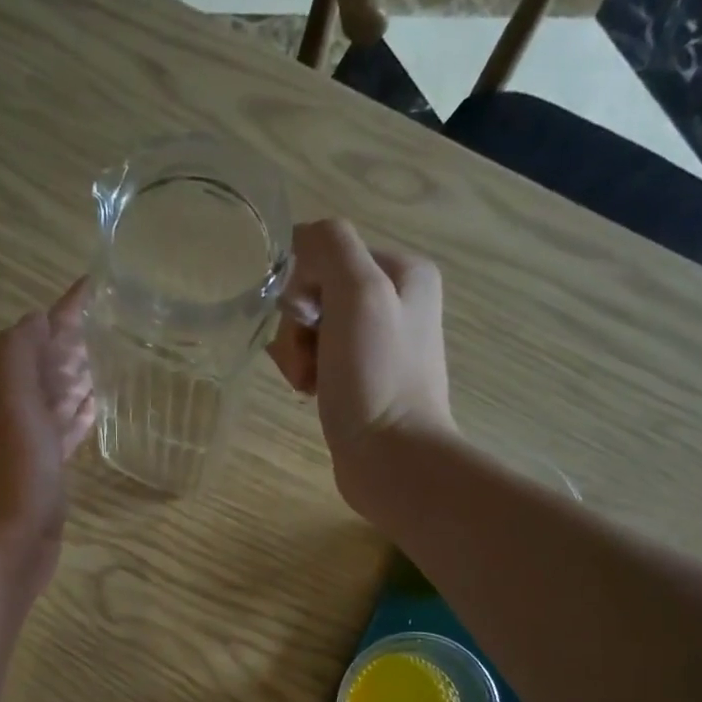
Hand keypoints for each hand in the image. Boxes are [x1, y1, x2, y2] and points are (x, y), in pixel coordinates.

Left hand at [0, 280, 95, 596]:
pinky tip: (99, 405)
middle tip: (116, 319)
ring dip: (79, 373)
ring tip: (116, 355)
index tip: (98, 285)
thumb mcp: (13, 406)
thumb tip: (37, 318)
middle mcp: (10, 407)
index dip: (64, 309)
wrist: (8, 546)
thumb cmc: (14, 476)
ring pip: (56, 394)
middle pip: (46, 361)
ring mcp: (28, 440)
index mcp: (0, 386)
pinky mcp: (46, 468)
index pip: (35, 334)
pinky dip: (80, 412)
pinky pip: (65, 428)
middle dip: (75, 338)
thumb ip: (19, 356)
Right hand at [266, 219, 456, 511]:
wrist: (392, 459)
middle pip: (317, 294)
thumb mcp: (357, 293)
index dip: (302, 287)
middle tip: (306, 362)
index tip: (304, 323)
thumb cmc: (376, 376)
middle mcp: (397, 302)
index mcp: (404, 271)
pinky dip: (307, 374)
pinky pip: (320, 361)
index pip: (327, 255)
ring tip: (307, 384)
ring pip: (313, 330)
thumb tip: (297, 242)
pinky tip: (311, 395)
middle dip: (298, 328)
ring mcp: (380, 346)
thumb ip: (329, 248)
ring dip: (297, 354)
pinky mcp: (364, 382)